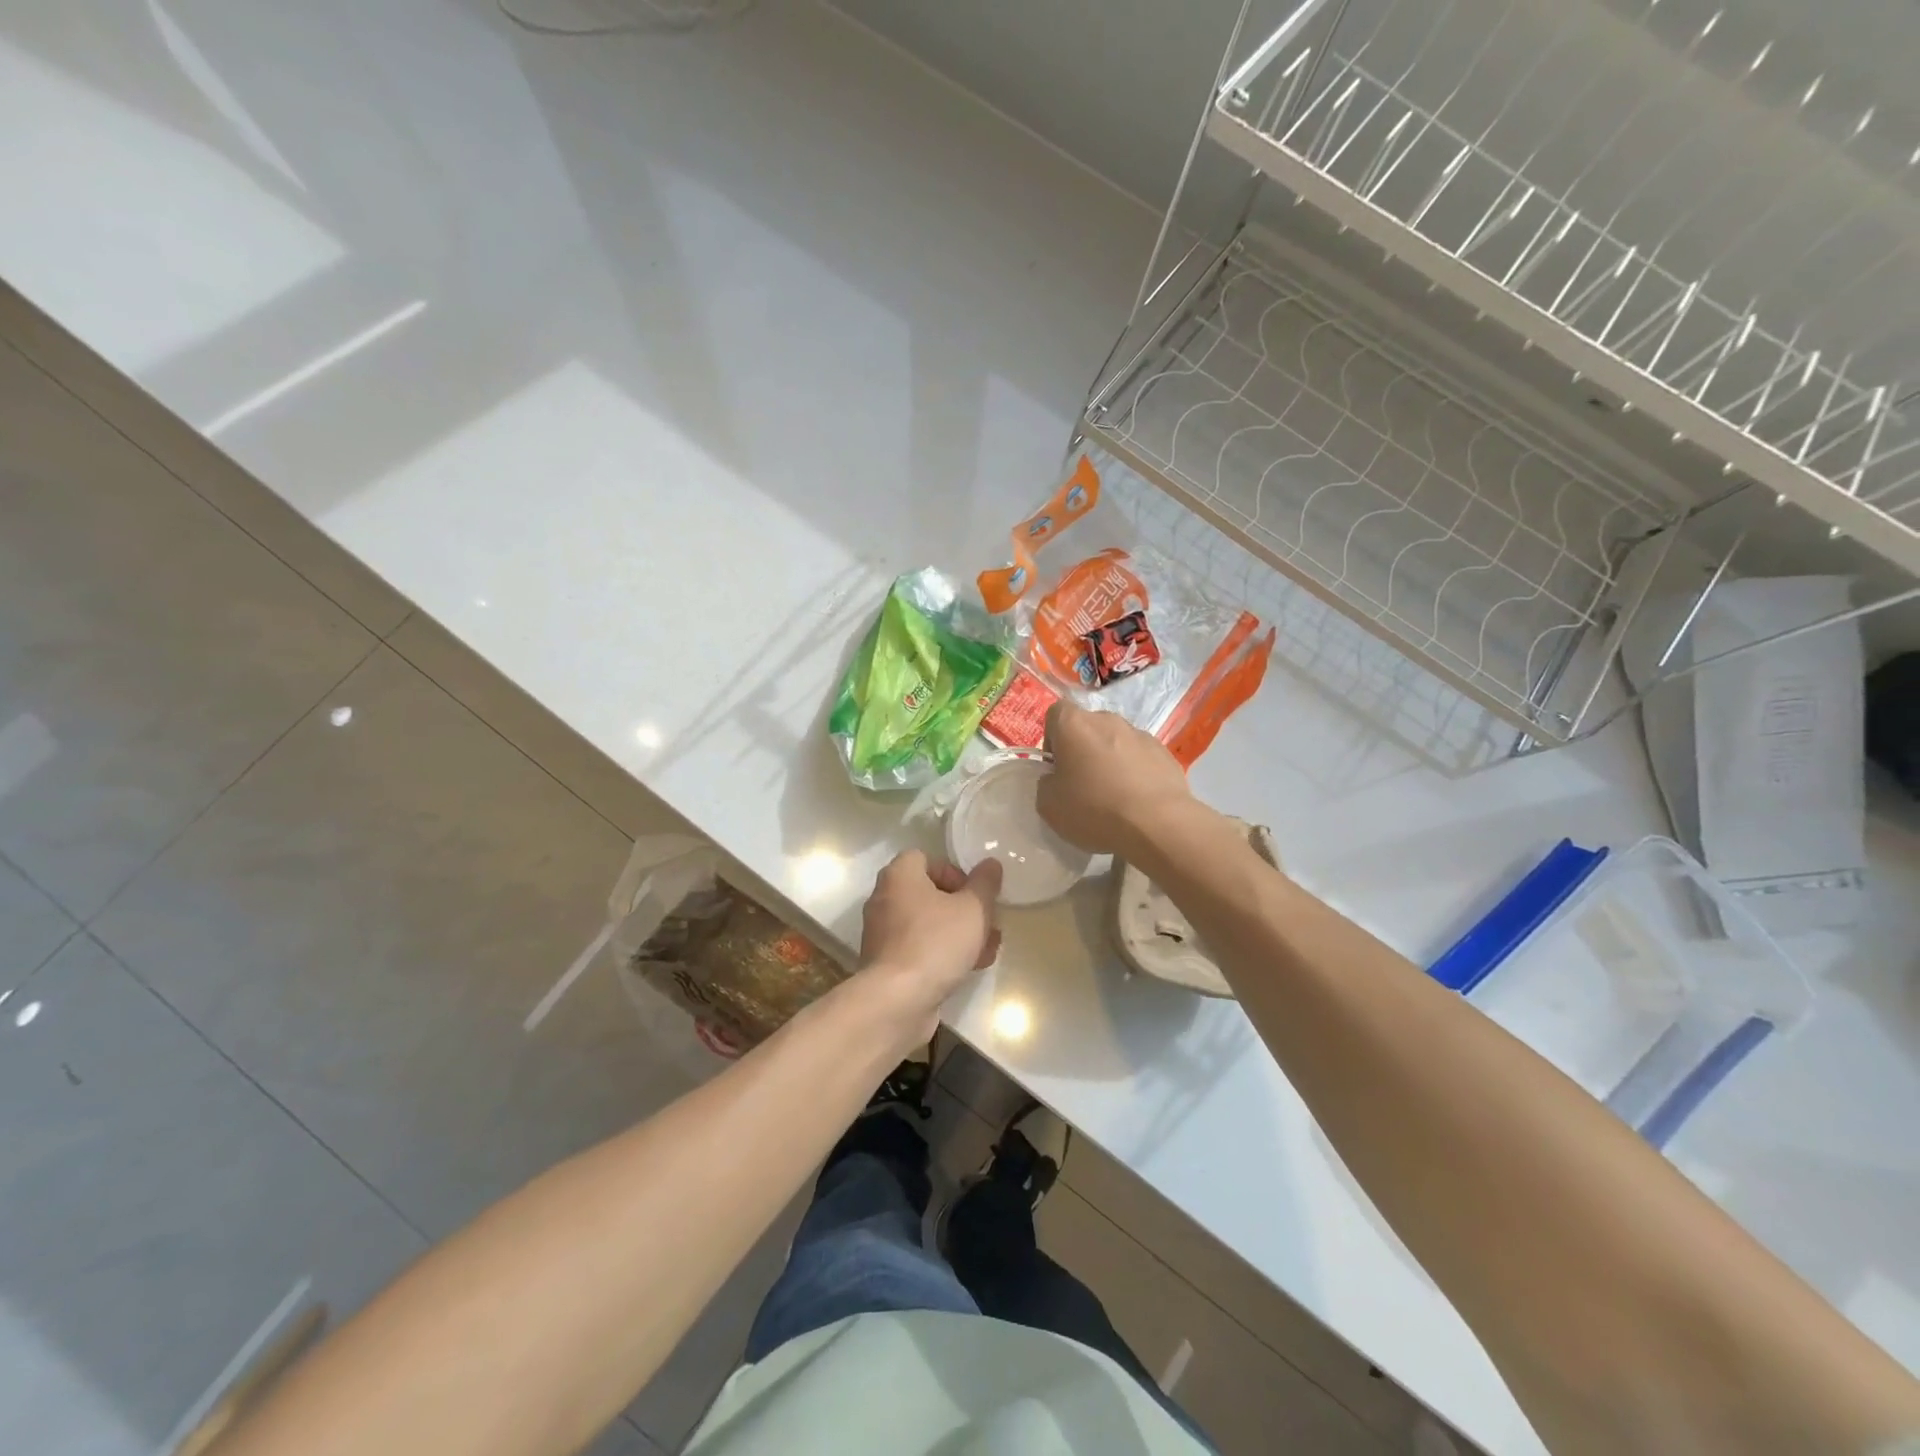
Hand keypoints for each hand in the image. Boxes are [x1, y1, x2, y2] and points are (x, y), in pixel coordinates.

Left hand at [855, 851, 1002, 1042]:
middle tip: (987, 923)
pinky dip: (942, 953)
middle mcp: (885, 899)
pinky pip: (918, 948)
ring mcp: (882, 934)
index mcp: (899, 876)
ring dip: (958, 933)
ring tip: (987, 949)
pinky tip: (969, 969)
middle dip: (962, 908)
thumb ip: (985, 884)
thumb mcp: (973, 909)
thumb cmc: (936, 942)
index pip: (925, 858)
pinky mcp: (886, 963)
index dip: (954, 871)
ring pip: (927, 924)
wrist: (897, 1000)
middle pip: (929, 893)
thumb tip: (990, 864)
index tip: (974, 893)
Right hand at [1037, 701, 1193, 857]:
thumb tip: (1057, 779)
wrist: (1156, 824)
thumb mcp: (1048, 805)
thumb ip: (1047, 783)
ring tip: (1114, 796)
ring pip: (1116, 742)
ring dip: (1111, 760)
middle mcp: (1107, 720)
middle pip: (1088, 728)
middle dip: (1083, 750)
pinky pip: (1141, 758)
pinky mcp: (1165, 753)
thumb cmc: (1093, 809)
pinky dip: (1136, 772)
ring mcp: (1140, 734)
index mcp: (1074, 724)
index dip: (1053, 738)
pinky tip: (1137, 801)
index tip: (1056, 767)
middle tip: (1082, 784)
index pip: (1056, 714)